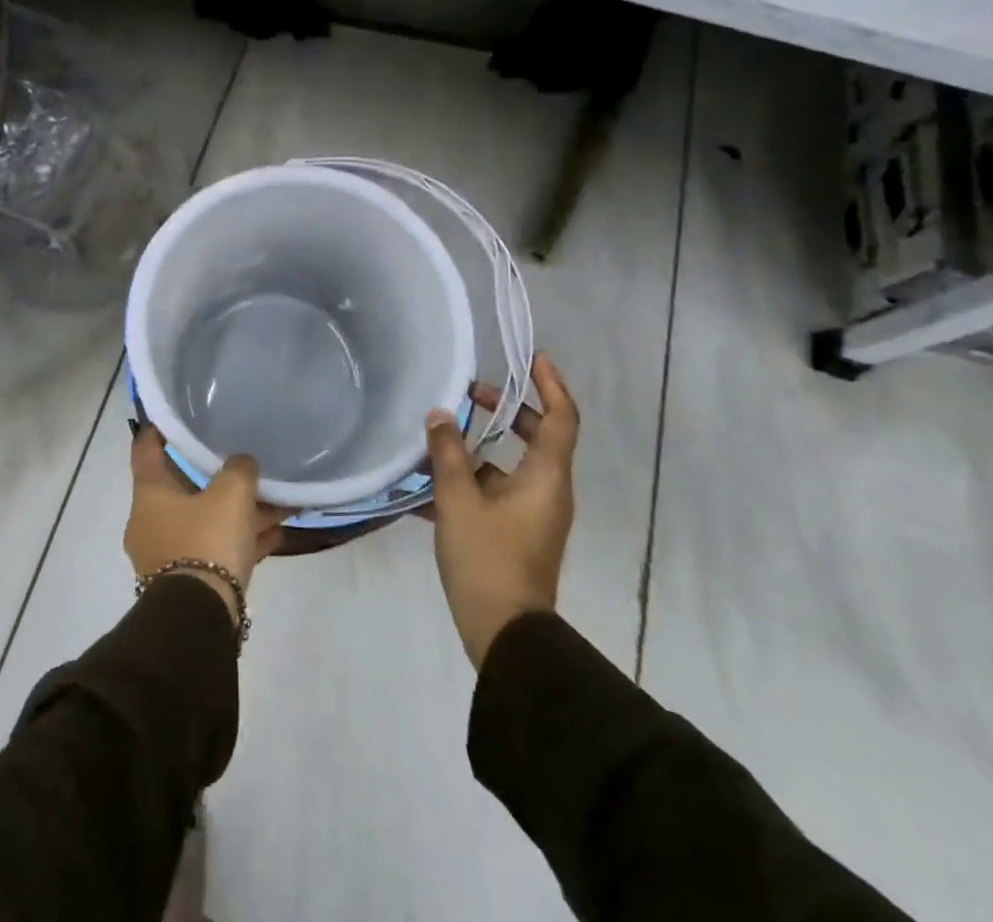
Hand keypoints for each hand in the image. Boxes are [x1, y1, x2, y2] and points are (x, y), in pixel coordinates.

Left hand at [126, 427, 288, 625]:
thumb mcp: (231, 493)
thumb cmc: (206, 541)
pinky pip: (216, 549)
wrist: (198, 619)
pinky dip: (241, 539)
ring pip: (206, 520)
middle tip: (243, 460)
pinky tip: (274, 533)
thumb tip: (242, 465)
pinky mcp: (188, 582)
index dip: (160, 428)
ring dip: (238, 511)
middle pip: (185, 487)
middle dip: (217, 476)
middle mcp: (151, 521)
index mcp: (150, 493)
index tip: (176, 415)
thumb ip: (239, 468)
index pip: (146, 448)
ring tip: (276, 500)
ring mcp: (167, 554)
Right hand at [425, 353, 579, 669]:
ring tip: (440, 435)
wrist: (506, 635)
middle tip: (470, 394)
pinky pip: (498, 491)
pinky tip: (431, 481)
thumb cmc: (488, 561)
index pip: (561, 417)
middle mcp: (548, 490)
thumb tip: (440, 414)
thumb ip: (447, 453)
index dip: (550, 383)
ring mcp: (534, 514)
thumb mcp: (458, 502)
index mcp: (546, 477)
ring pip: (512, 464)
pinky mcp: (518, 533)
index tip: (532, 357)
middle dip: (506, 410)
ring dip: (481, 446)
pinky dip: (473, 478)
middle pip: (537, 436)